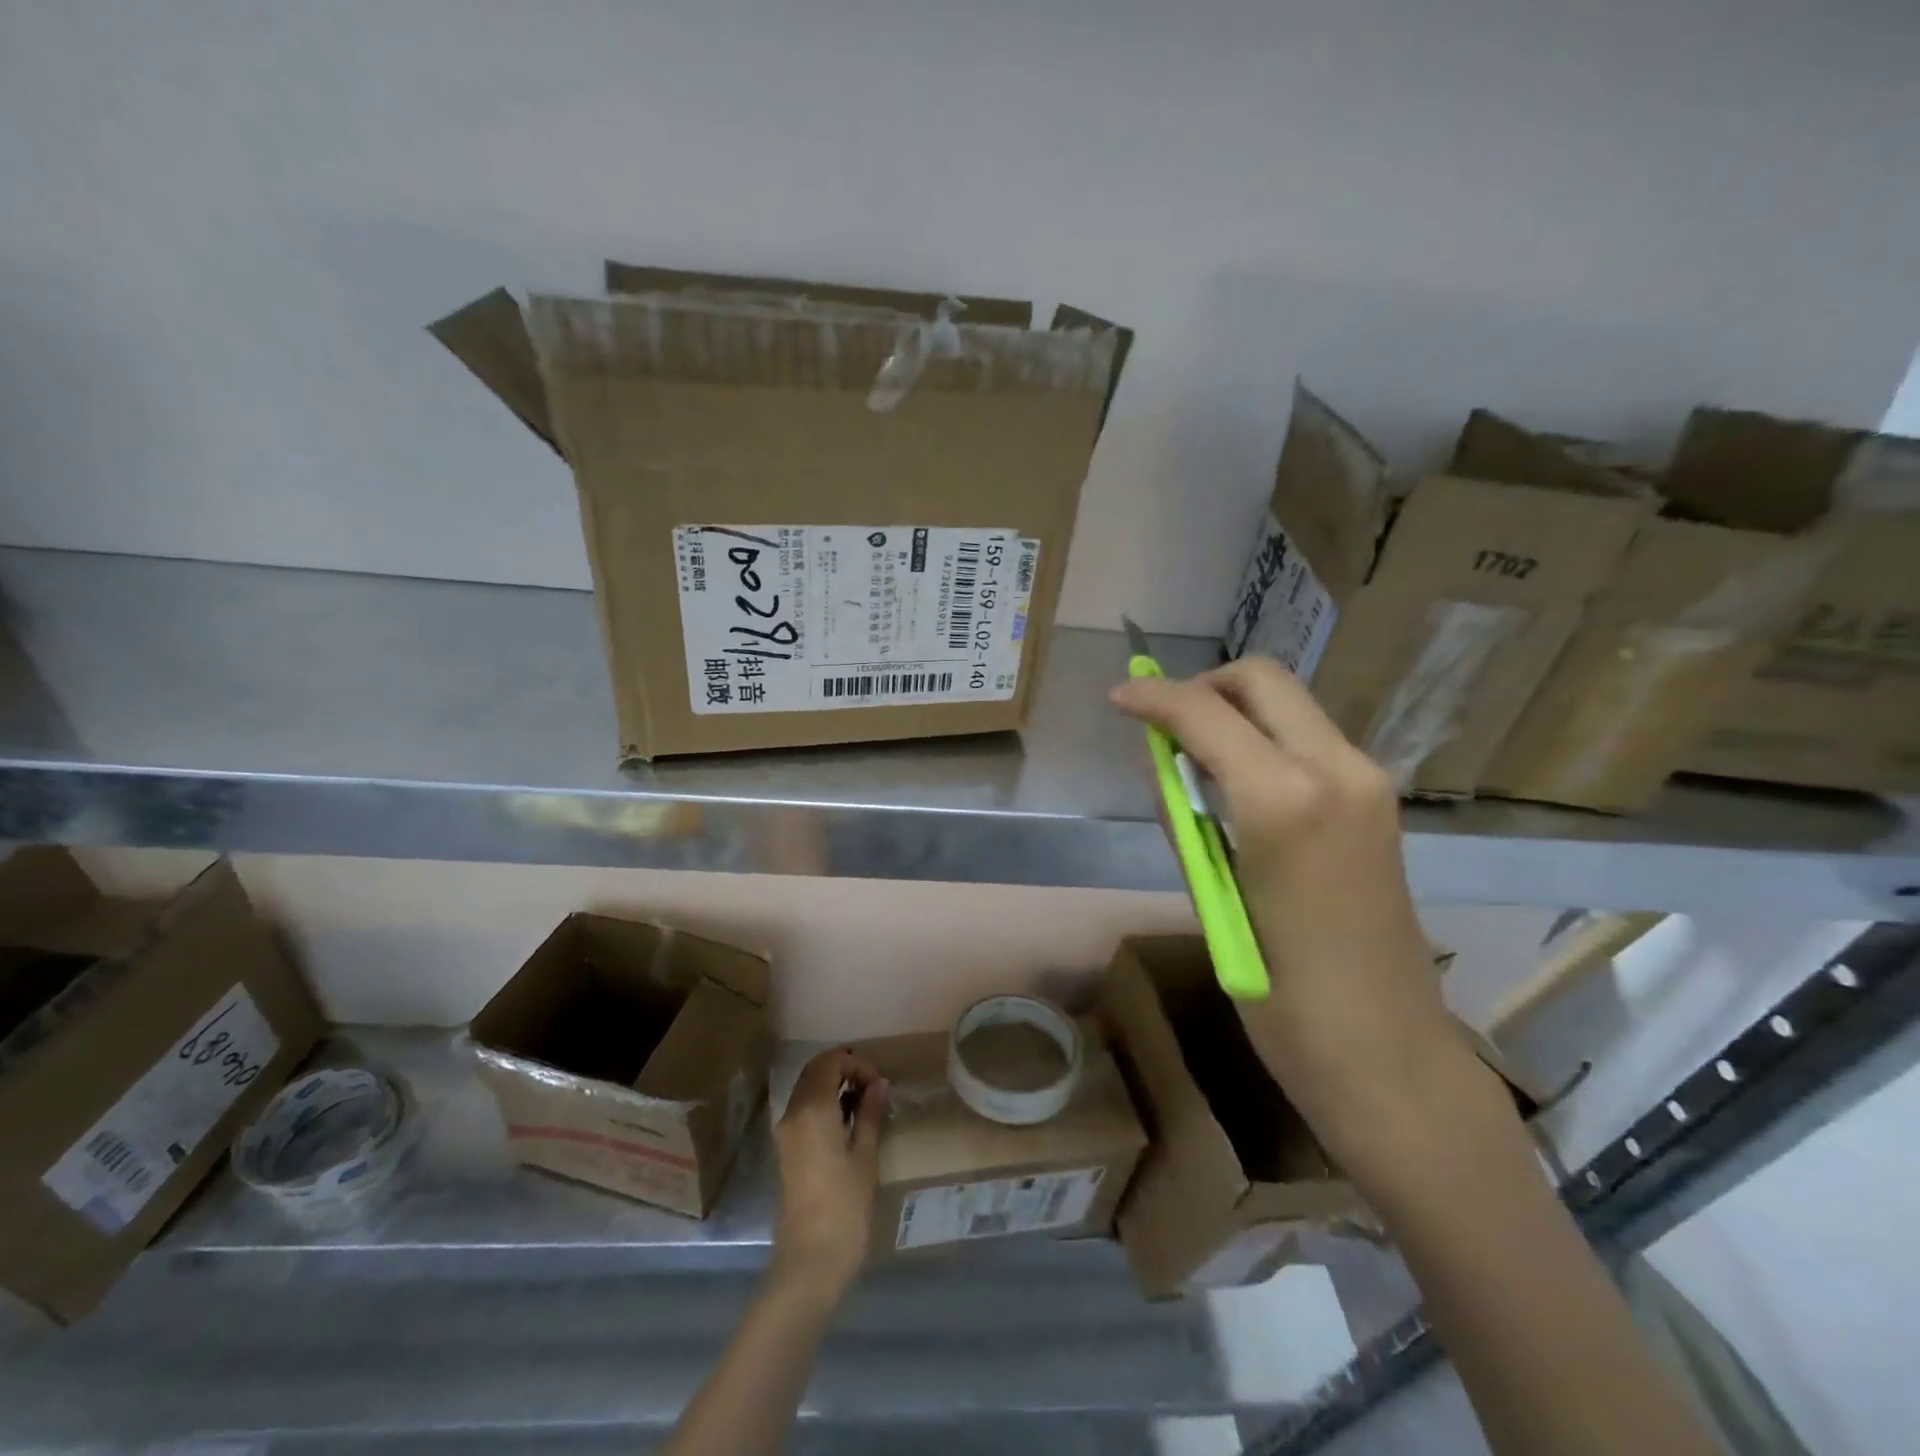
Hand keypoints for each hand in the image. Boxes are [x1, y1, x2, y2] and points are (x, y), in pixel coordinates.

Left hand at [770, 1048, 889, 1304]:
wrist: (809, 1262)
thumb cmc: (844, 1206)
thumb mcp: (865, 1156)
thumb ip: (870, 1114)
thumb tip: (879, 1085)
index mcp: (812, 1109)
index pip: (830, 1061)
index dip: (856, 1064)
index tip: (879, 1085)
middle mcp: (792, 1113)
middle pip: (815, 1071)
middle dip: (845, 1070)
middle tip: (874, 1090)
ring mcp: (786, 1132)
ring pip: (808, 1089)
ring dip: (834, 1087)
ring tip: (865, 1106)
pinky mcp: (786, 1150)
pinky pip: (804, 1110)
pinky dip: (824, 1104)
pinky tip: (848, 1124)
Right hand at [1111, 657, 1467, 1161]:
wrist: (1387, 1055)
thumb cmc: (1282, 997)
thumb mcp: (1214, 900)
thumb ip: (1185, 817)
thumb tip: (1161, 761)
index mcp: (1286, 799)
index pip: (1206, 712)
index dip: (1153, 697)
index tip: (1118, 696)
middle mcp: (1337, 769)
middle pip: (1261, 680)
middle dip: (1202, 686)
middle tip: (1162, 724)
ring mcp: (1367, 782)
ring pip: (1289, 704)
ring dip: (1233, 712)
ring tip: (1191, 760)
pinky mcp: (1378, 801)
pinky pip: (1308, 739)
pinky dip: (1263, 739)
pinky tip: (1236, 786)